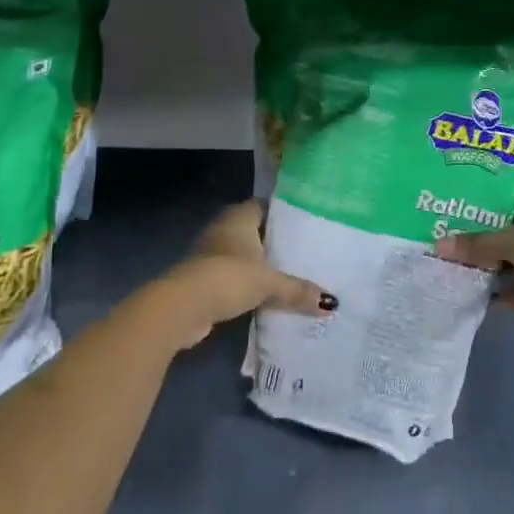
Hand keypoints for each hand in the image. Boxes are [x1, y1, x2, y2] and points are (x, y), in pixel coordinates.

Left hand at [143, 200, 335, 350]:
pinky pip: (232, 275)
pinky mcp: (203, 278)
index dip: (284, 213)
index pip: (265, 205)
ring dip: (260, 265)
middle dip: (275, 242)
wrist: (182, 307)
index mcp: (239, 217)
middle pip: (254, 230)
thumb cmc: (228, 277)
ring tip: (290, 274)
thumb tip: (331, 304)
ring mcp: (210, 253)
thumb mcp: (269, 283)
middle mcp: (223, 228)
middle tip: (304, 252)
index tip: (306, 224)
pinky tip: (266, 295)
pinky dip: (246, 283)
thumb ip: (297, 290)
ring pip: (243, 254)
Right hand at [439, 184, 513, 342]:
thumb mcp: (512, 240)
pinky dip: (503, 293)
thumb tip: (437, 246)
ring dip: (490, 266)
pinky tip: (473, 295)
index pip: (510, 192)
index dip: (483, 199)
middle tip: (443, 234)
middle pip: (510, 228)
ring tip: (450, 265)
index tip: (451, 204)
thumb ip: (476, 244)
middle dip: (481, 236)